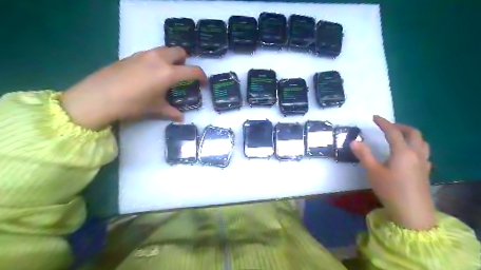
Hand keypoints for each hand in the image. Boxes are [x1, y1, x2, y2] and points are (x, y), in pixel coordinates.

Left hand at [60, 46, 205, 129]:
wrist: (99, 96)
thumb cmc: (133, 104)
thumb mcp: (155, 109)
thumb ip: (171, 111)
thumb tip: (181, 118)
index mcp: (168, 73)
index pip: (193, 70)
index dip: (202, 76)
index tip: (204, 82)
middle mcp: (159, 59)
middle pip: (179, 52)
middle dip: (185, 61)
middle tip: (183, 74)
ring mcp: (144, 55)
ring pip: (165, 50)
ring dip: (171, 59)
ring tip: (166, 73)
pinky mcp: (132, 55)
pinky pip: (151, 54)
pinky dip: (157, 60)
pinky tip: (149, 74)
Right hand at [351, 115, 436, 230]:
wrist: (413, 213)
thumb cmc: (390, 190)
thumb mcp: (373, 172)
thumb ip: (364, 155)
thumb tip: (353, 141)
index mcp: (402, 152)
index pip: (393, 132)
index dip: (383, 123)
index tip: (374, 117)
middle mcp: (416, 153)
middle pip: (413, 133)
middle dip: (400, 126)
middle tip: (387, 126)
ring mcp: (423, 162)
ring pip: (422, 141)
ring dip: (410, 134)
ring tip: (398, 136)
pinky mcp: (426, 171)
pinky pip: (424, 151)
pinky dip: (415, 145)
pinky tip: (408, 153)